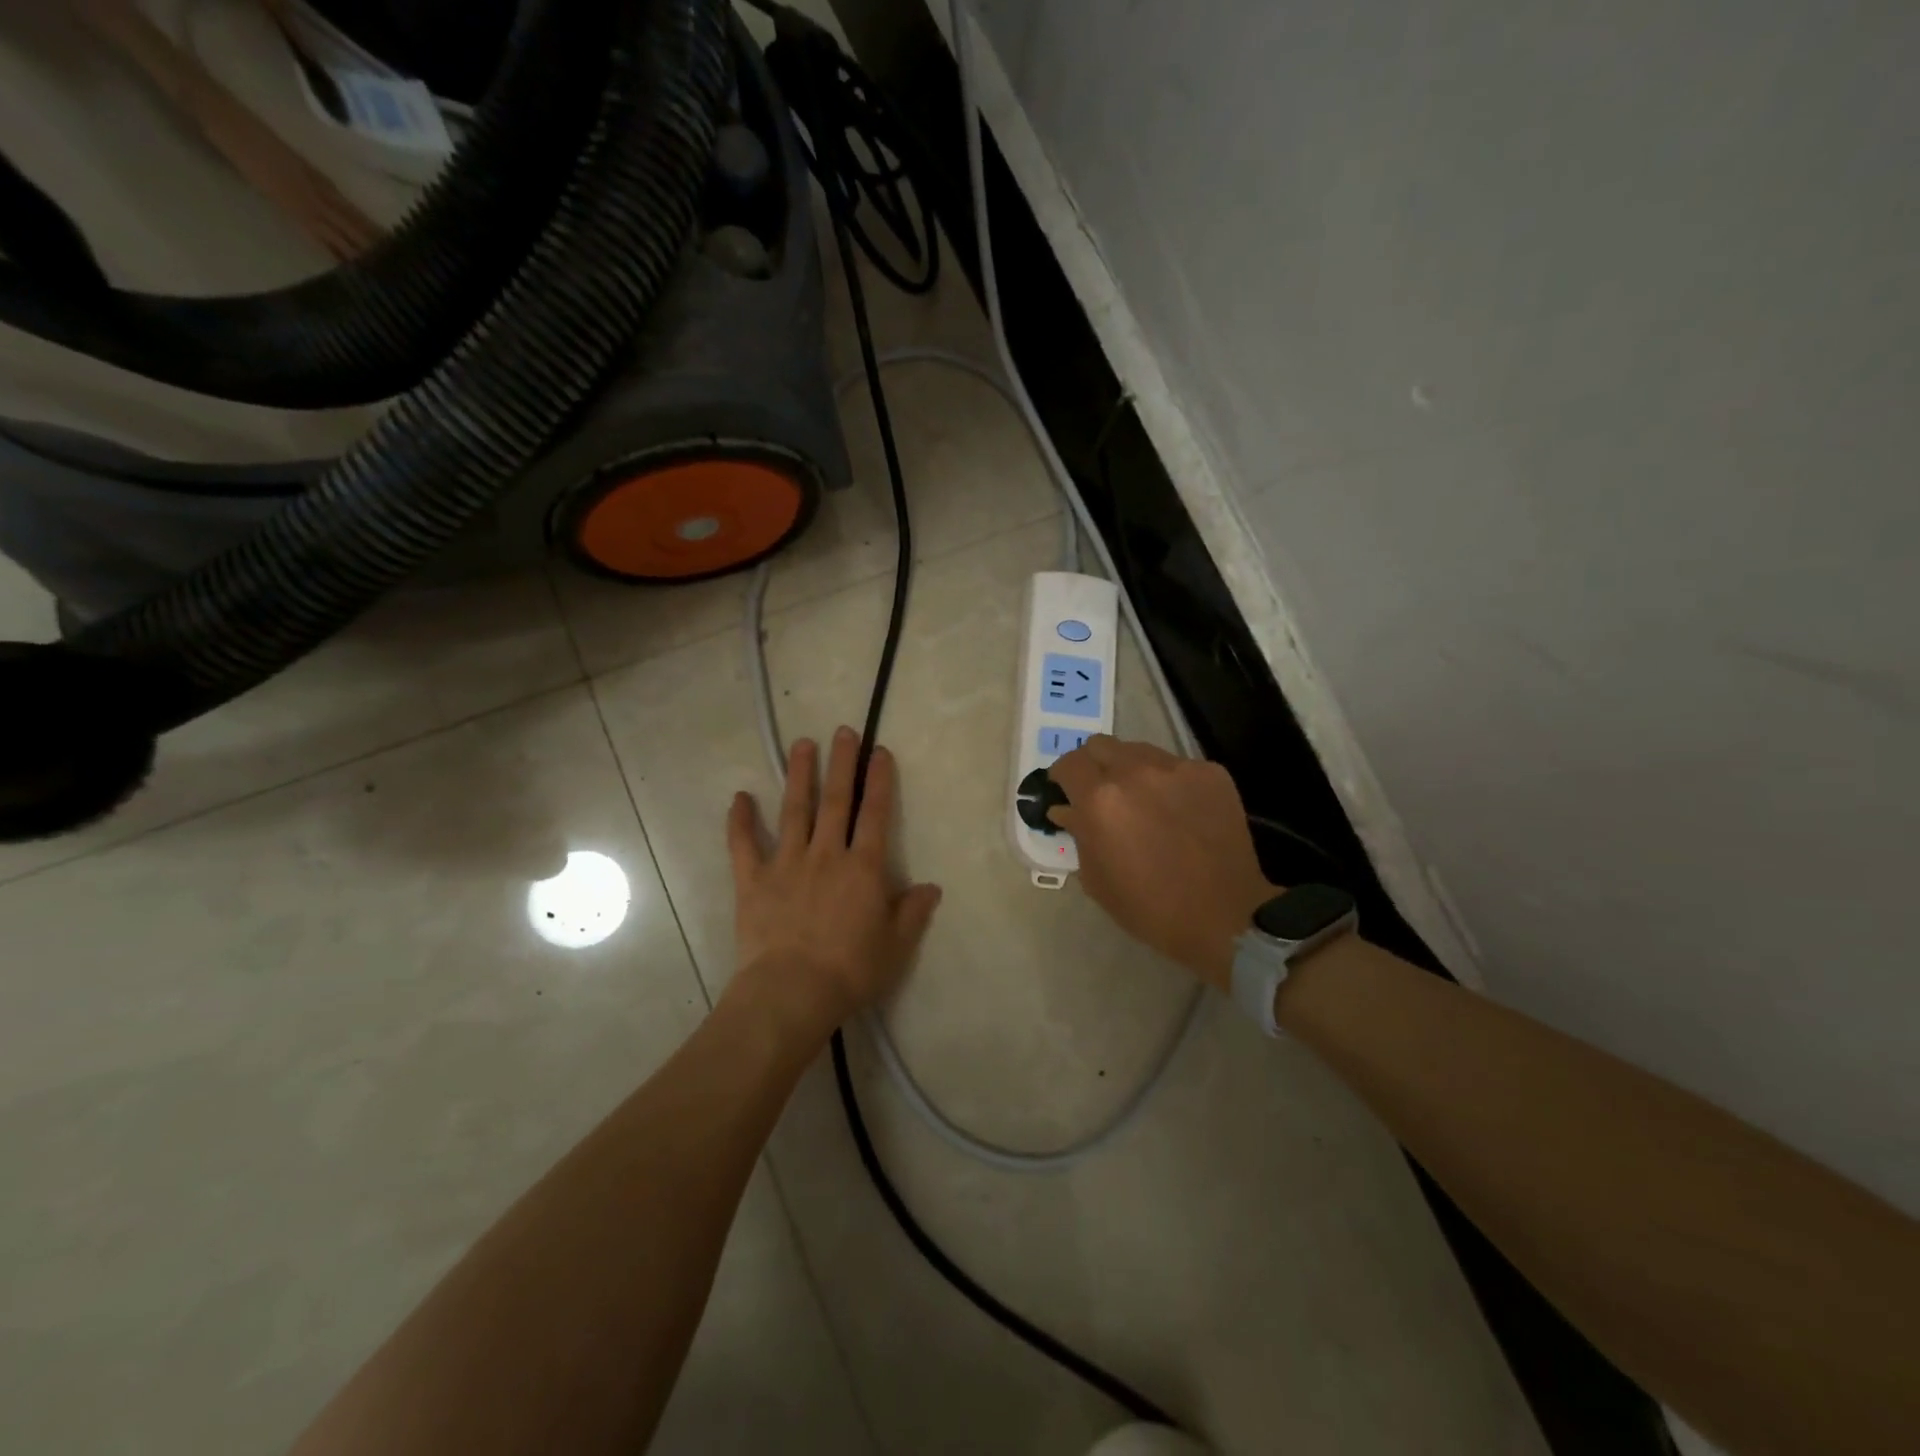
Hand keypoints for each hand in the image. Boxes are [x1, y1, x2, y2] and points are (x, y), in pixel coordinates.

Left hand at [725, 727, 942, 1043]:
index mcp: (863, 867)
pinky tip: (739, 798)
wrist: (792, 991)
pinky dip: (740, 821)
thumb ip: (913, 911)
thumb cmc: (851, 970)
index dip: (879, 780)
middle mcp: (826, 854)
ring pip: (794, 810)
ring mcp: (786, 863)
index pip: (874, 813)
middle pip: (836, 800)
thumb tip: (930, 887)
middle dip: (841, 763)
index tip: (879, 752)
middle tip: (842, 731)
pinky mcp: (753, 880)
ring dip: (799, 775)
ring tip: (801, 745)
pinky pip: (744, 845)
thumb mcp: (896, 945)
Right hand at [1047, 736, 1274, 989]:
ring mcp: (1177, 768)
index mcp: (1100, 799)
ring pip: (1139, 750)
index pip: (1068, 764)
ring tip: (1142, 799)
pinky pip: (1176, 765)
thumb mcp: (1096, 878)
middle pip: (1100, 745)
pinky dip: (1167, 781)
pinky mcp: (1210, 773)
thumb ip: (1077, 833)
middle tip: (1100, 792)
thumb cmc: (1149, 907)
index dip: (1062, 777)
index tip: (1065, 791)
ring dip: (1130, 768)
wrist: (1224, 916)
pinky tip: (1178, 810)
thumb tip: (1066, 809)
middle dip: (1094, 765)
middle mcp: (1135, 772)